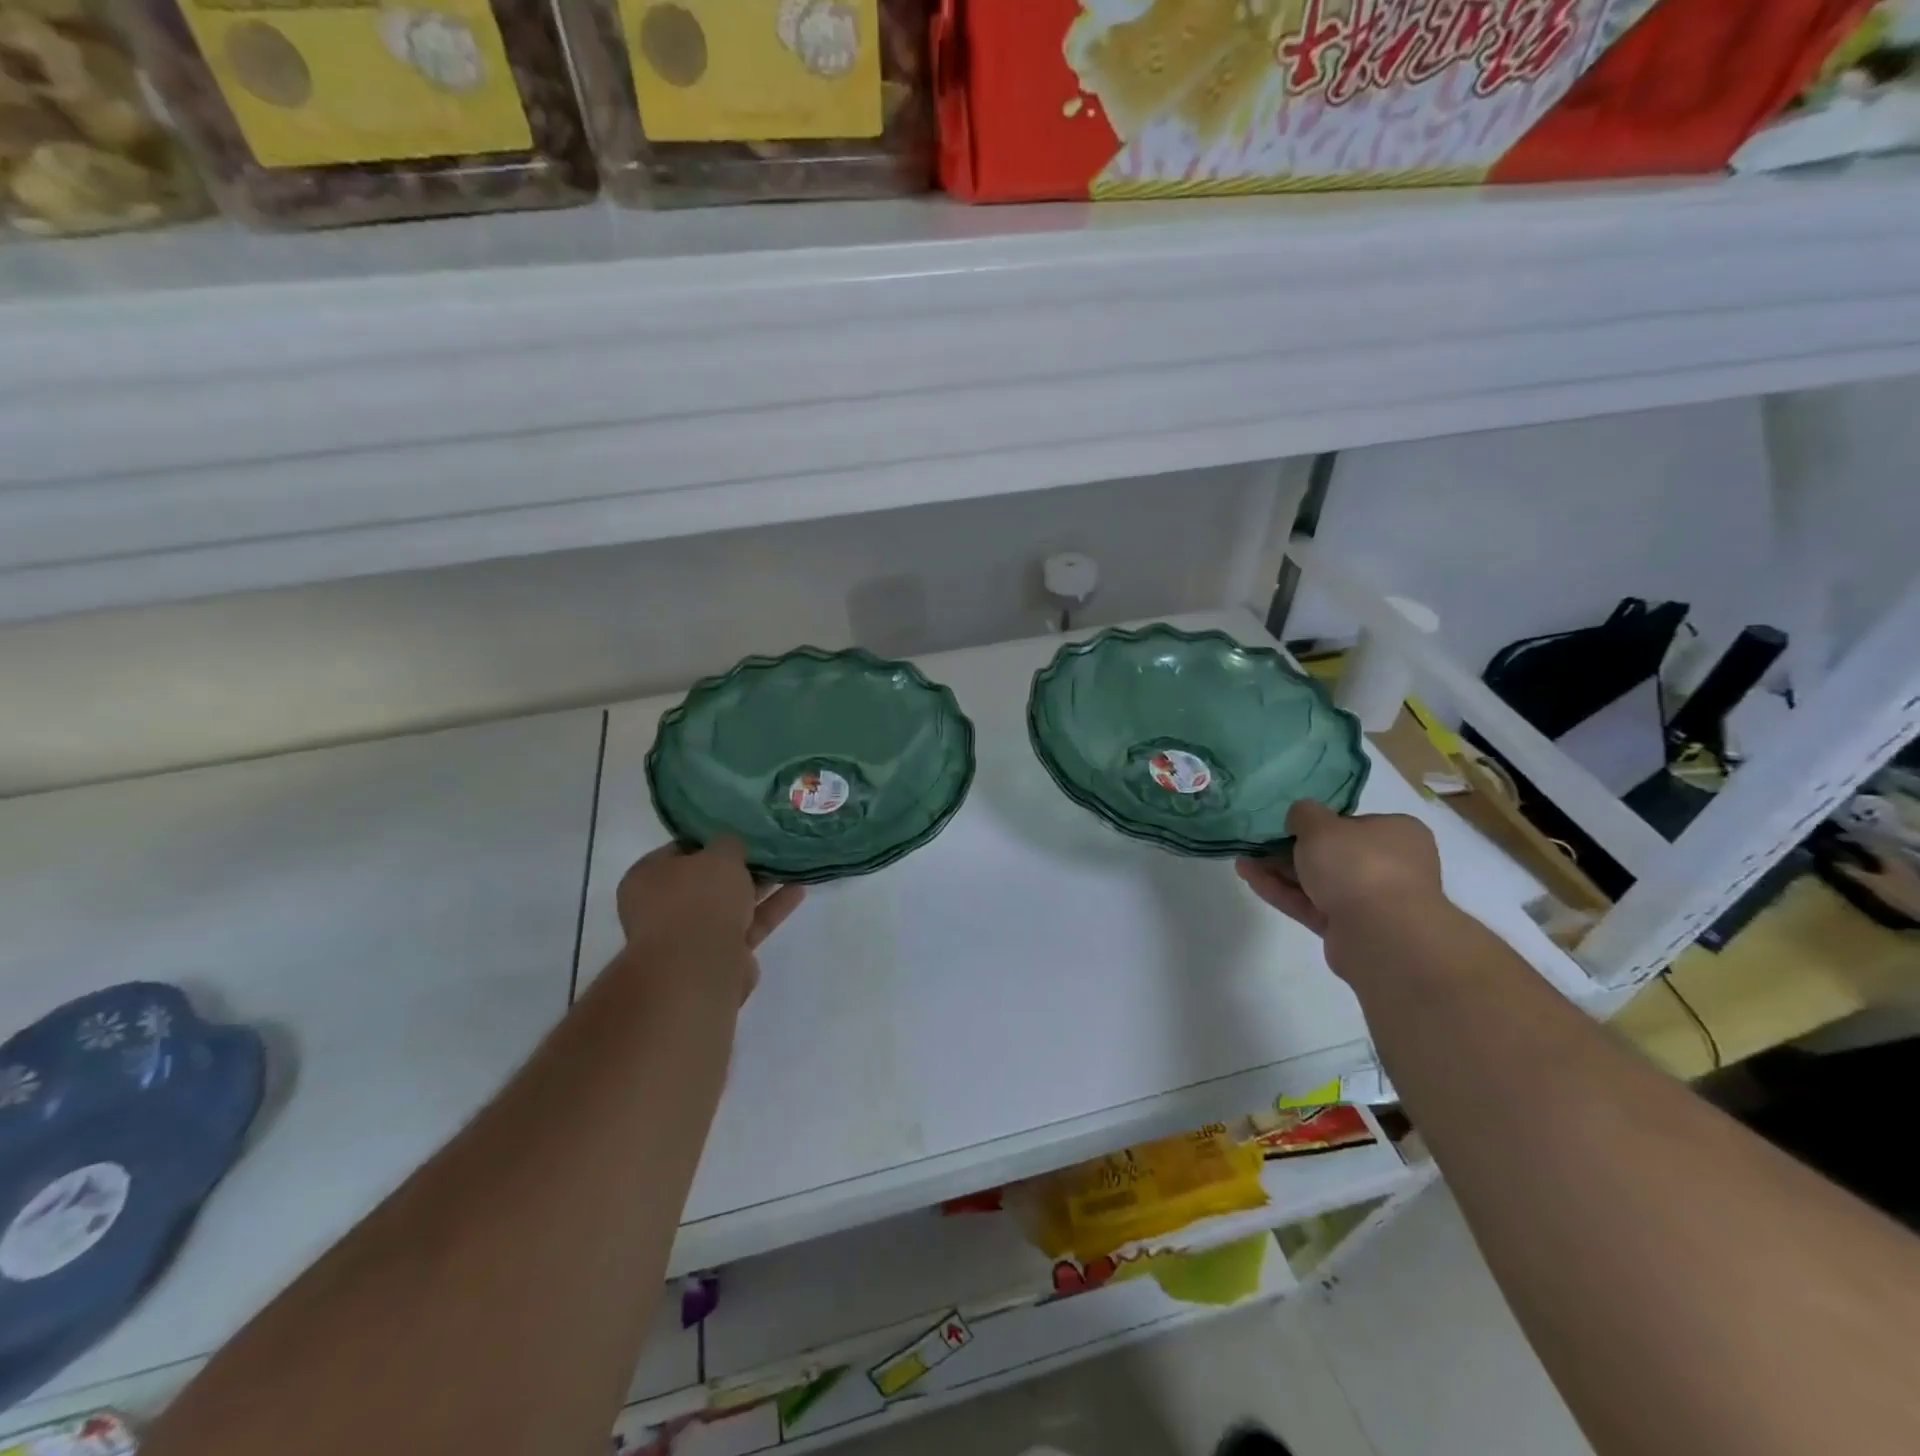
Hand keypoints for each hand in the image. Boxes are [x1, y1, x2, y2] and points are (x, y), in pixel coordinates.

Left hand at [616, 840, 805, 1003]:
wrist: (700, 966)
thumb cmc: (700, 899)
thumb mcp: (720, 854)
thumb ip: (729, 844)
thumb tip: (730, 847)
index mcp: (647, 877)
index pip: (679, 850)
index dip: (710, 841)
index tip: (738, 833)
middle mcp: (662, 907)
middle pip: (705, 881)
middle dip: (736, 869)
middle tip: (766, 851)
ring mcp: (689, 936)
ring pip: (728, 905)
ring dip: (758, 888)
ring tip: (789, 868)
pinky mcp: (718, 957)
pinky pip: (747, 926)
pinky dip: (770, 910)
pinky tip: (797, 891)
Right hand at [1236, 801, 1444, 974]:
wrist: (1383, 936)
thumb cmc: (1358, 865)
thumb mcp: (1320, 825)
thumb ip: (1303, 814)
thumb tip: (1300, 819)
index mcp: (1397, 834)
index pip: (1353, 824)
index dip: (1318, 823)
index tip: (1288, 825)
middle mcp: (1391, 865)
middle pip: (1332, 854)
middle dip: (1290, 850)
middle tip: (1257, 845)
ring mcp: (1372, 901)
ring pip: (1319, 881)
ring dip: (1280, 871)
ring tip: (1242, 862)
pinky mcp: (1351, 928)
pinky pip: (1312, 905)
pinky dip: (1283, 893)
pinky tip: (1251, 880)